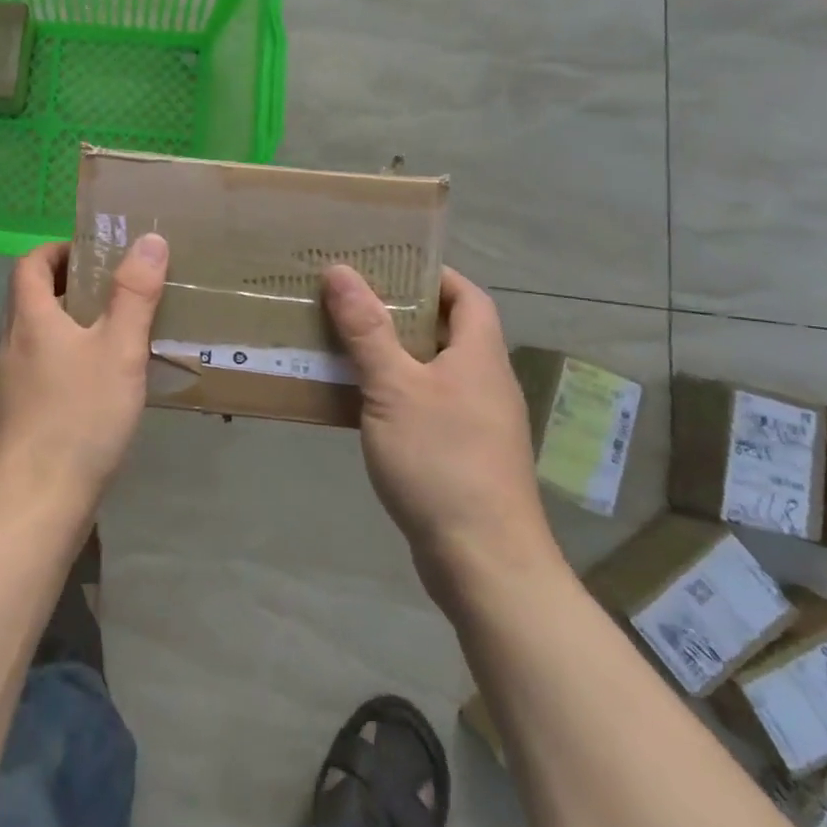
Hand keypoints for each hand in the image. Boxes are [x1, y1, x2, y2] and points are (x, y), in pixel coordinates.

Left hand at [0, 234, 169, 514]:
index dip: (56, 250)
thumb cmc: (79, 417)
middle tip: (110, 291)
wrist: (34, 503)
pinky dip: (59, 360)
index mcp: (28, 319)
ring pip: (31, 337)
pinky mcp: (11, 416)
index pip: (29, 263)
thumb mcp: (118, 350)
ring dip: (63, 325)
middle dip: (65, 285)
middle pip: (27, 298)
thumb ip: (134, 295)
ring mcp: (5, 383)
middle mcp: (8, 344)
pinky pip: (34, 370)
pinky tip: (91, 387)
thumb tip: (149, 239)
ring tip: (108, 336)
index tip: (91, 253)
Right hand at [323, 264, 563, 609]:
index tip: (387, 264)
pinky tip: (355, 400)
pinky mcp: (460, 456)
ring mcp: (475, 423)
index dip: (434, 275)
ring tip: (342, 341)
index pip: (468, 296)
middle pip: (446, 331)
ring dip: (391, 353)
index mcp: (479, 357)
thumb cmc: (441, 461)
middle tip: (349, 298)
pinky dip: (392, 392)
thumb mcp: (394, 387)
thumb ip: (366, 329)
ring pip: (430, 370)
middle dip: (400, 311)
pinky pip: (423, 405)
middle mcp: (484, 384)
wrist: (484, 562)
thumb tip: (341, 271)